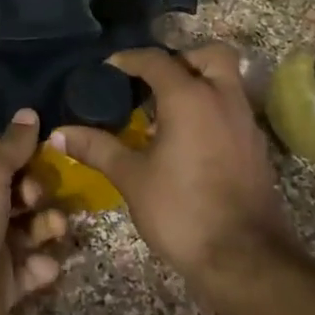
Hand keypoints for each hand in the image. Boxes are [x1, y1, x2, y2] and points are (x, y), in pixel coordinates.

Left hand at [0, 109, 69, 314]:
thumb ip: (12, 147)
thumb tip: (29, 113)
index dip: (20, 159)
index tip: (44, 154)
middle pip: (16, 195)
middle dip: (36, 194)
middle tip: (38, 198)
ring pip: (29, 230)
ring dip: (46, 226)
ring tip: (54, 229)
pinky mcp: (5, 283)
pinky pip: (33, 268)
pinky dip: (42, 266)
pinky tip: (43, 266)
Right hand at [52, 45, 291, 279]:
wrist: (243, 259)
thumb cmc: (182, 211)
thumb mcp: (131, 178)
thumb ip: (97, 148)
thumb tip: (58, 133)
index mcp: (190, 98)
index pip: (157, 61)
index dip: (129, 60)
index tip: (107, 70)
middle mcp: (223, 99)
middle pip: (209, 56)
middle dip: (182, 59)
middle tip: (154, 82)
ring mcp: (246, 123)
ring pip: (226, 82)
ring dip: (198, 84)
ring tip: (165, 113)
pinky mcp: (256, 147)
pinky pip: (233, 110)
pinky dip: (211, 110)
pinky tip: (187, 140)